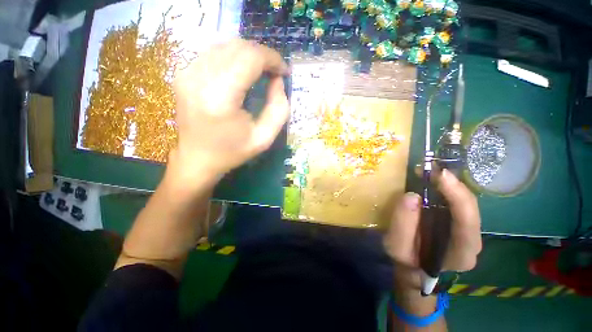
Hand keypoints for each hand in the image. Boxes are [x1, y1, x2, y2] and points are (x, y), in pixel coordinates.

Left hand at [170, 39, 289, 185]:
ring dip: (248, 54)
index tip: (283, 71)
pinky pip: (212, 52)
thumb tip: (278, 80)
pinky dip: (232, 56)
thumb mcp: (264, 138)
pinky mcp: (182, 73)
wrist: (197, 159)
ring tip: (260, 71)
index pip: (250, 57)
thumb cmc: (232, 152)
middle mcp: (199, 78)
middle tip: (273, 72)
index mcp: (220, 98)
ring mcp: (186, 73)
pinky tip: (240, 72)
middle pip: (237, 47)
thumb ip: (279, 109)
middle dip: (262, 55)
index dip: (272, 59)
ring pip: (225, 45)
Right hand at [384, 169, 481, 289]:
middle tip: (432, 168)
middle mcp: (471, 241)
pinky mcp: (457, 222)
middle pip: (471, 209)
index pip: (467, 224)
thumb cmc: (406, 260)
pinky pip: (456, 202)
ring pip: (466, 203)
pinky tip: (432, 179)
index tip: (441, 175)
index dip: (458, 197)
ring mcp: (467, 231)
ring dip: (449, 184)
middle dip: (453, 185)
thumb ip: (403, 224)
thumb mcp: (397, 246)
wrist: (413, 266)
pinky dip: (445, 188)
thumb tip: (412, 196)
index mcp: (461, 254)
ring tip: (429, 171)